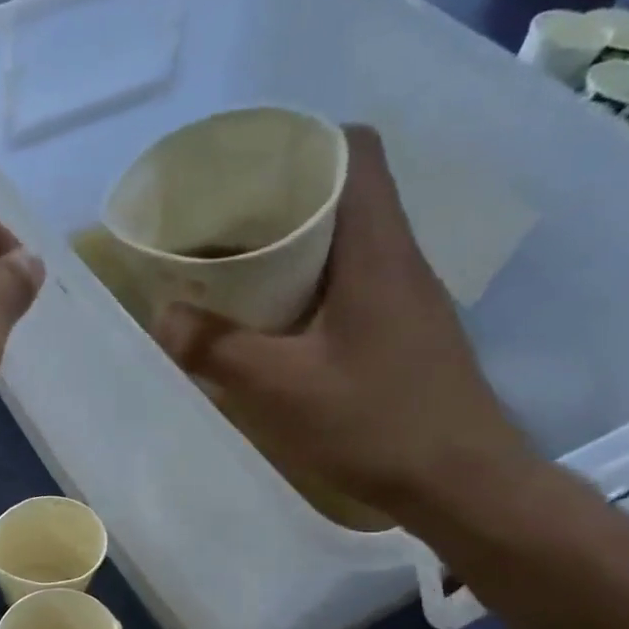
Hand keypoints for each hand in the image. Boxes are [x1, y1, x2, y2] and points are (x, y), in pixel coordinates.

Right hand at [152, 126, 536, 526]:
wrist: (465, 486)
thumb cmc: (378, 424)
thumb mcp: (281, 389)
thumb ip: (217, 348)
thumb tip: (163, 316)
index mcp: (377, 251)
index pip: (357, 151)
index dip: (303, 142)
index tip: (247, 166)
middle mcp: (397, 259)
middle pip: (343, 192)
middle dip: (278, 197)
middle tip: (218, 222)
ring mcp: (404, 296)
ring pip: (343, 240)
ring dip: (289, 245)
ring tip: (232, 266)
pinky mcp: (401, 330)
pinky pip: (347, 280)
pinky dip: (304, 283)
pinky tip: (269, 319)